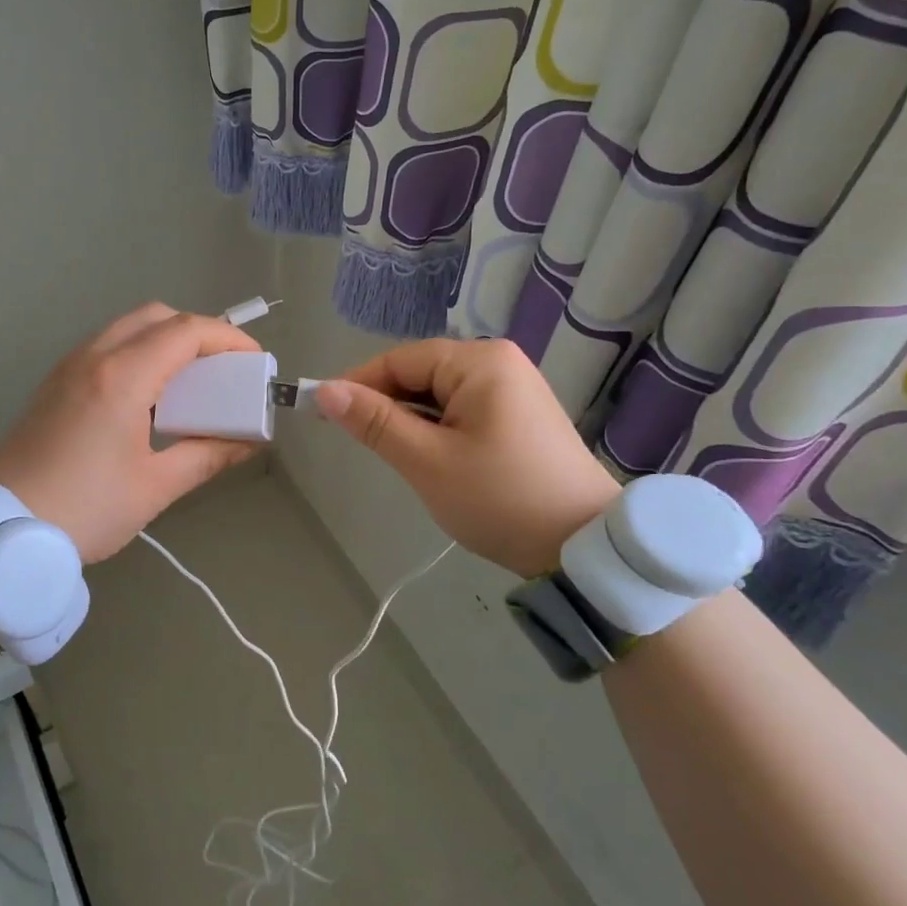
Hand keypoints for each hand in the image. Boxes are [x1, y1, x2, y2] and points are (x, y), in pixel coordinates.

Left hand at [0, 303, 262, 562]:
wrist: (3, 530)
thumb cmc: (86, 509)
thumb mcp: (154, 487)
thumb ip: (206, 456)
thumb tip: (247, 444)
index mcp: (122, 378)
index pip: (185, 332)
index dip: (227, 338)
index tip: (254, 360)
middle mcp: (93, 357)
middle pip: (155, 316)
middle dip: (197, 331)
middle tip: (222, 368)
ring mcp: (68, 367)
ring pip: (126, 327)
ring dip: (164, 339)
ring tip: (190, 380)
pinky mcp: (54, 383)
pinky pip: (104, 346)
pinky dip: (136, 352)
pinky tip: (148, 395)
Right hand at [315, 338, 619, 578]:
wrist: (583, 546)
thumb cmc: (500, 498)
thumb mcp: (427, 461)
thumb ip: (374, 422)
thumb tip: (324, 391)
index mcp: (479, 361)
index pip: (400, 360)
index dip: (358, 384)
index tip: (323, 414)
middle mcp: (498, 362)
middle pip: (420, 373)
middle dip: (387, 405)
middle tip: (361, 444)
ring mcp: (513, 388)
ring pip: (439, 394)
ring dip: (411, 420)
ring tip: (399, 457)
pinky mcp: (519, 414)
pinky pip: (462, 409)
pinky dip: (437, 428)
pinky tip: (431, 457)